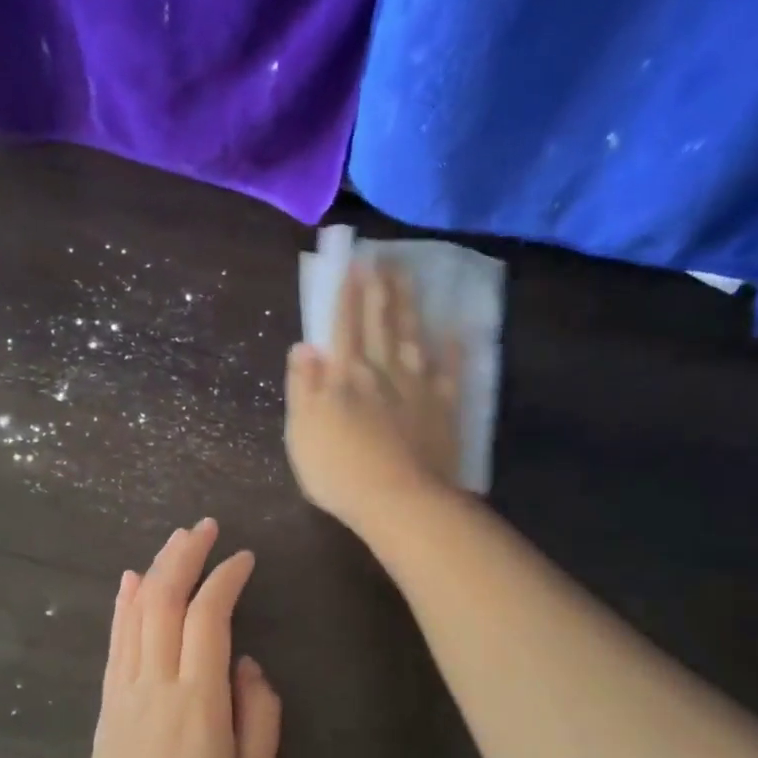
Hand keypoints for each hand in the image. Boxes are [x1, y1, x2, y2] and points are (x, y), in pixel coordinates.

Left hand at [80, 518, 281, 757]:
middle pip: (166, 601)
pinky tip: (132, 579)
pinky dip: (124, 604)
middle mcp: (156, 684)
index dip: (225, 579)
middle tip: (205, 527)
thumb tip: (246, 664)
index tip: (243, 558)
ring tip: (176, 539)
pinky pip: (115, 640)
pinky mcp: (108, 702)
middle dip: (186, 556)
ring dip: (157, 569)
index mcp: (198, 702)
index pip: (209, 618)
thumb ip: (258, 715)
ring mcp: (125, 690)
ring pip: (137, 613)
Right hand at [286, 259, 460, 529]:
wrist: (397, 500)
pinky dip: (453, 348)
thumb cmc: (338, 470)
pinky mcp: (443, 408)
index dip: (345, 294)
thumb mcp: (302, 431)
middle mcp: (382, 371)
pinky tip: (455, 328)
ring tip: (409, 277)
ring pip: (413, 337)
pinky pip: (450, 370)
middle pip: (380, 322)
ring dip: (410, 305)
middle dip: (379, 289)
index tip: (351, 262)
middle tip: (382, 258)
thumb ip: (302, 386)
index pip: (342, 325)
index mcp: (344, 376)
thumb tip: (304, 346)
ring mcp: (417, 387)